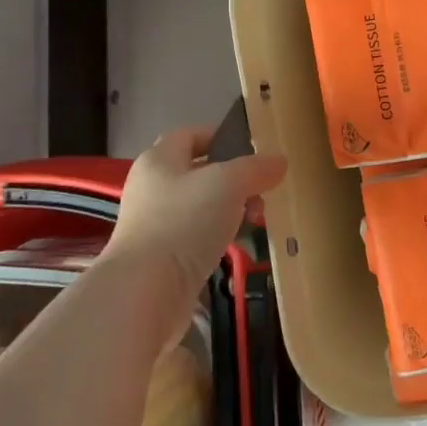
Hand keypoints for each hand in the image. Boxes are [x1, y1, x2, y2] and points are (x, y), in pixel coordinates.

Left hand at [99, 126, 287, 348]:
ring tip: (256, 219)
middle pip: (199, 171)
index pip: (190, 134)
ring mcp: (154, 224)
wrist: (147, 291)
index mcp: (159, 159)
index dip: (221, 135)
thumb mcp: (229, 182)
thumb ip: (256, 168)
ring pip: (202, 205)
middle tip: (263, 189)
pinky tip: (238, 244)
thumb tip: (279, 161)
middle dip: (235, 178)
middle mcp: (152, 187)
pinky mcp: (162, 256)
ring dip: (231, 208)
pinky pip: (197, 235)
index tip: (254, 147)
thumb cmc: (185, 221)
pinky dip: (220, 235)